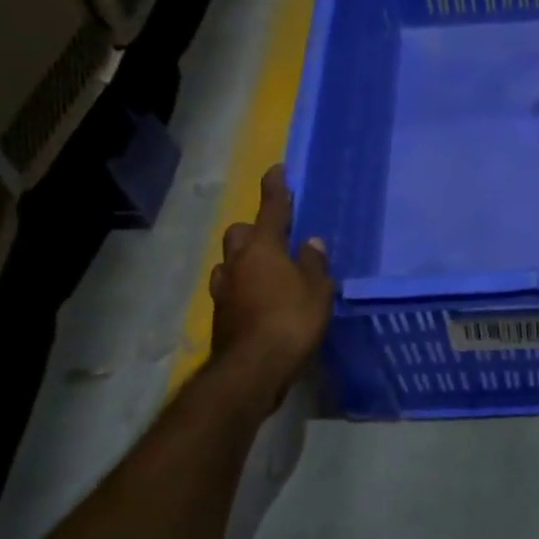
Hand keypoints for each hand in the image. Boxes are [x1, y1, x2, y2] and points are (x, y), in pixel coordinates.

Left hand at [209, 165, 333, 392]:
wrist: (253, 369)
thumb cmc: (291, 321)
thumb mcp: (317, 291)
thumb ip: (314, 264)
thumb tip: (311, 243)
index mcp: (263, 249)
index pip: (271, 209)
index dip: (275, 189)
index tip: (277, 169)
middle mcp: (238, 263)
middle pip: (240, 233)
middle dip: (255, 229)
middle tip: (275, 237)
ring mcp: (224, 290)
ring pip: (230, 262)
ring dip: (244, 260)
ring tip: (266, 271)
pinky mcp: (221, 315)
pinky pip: (231, 289)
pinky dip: (243, 287)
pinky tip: (258, 300)